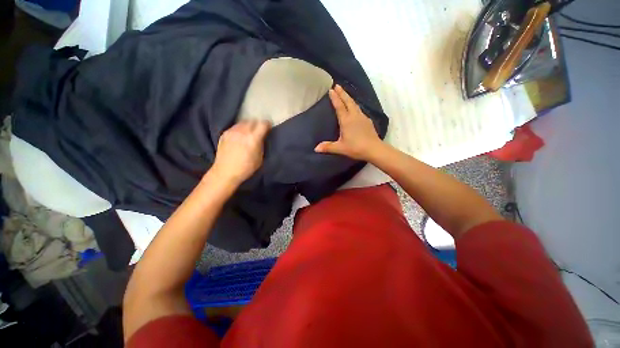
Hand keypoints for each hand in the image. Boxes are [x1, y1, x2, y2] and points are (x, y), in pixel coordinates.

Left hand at [211, 120, 270, 184]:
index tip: (269, 127)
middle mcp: (242, 132)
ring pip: (243, 122)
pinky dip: (240, 129)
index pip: (263, 124)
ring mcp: (232, 131)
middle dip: (257, 124)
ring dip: (248, 125)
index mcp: (253, 138)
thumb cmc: (246, 168)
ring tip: (249, 132)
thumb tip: (261, 138)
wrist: (225, 172)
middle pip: (253, 121)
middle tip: (259, 130)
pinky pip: (235, 127)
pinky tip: (240, 136)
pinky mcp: (224, 134)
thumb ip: (261, 145)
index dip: (267, 125)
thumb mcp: (260, 158)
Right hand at [314, 85, 382, 160]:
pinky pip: (359, 109)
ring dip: (349, 98)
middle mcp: (354, 116)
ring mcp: (362, 117)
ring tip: (345, 94)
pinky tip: (355, 108)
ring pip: (355, 104)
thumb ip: (328, 147)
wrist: (374, 149)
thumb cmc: (356, 148)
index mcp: (346, 121)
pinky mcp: (368, 121)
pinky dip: (355, 105)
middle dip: (342, 93)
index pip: (339, 106)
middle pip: (348, 101)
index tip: (331, 89)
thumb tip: (316, 148)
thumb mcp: (340, 148)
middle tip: (337, 85)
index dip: (335, 98)